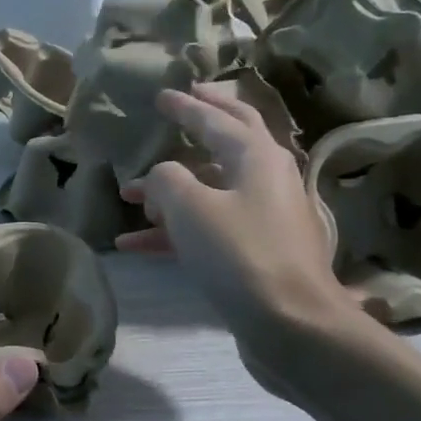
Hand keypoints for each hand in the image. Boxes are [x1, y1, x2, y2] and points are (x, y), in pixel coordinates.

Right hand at [117, 84, 351, 355]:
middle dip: (201, 122)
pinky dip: (174, 232)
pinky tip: (133, 244)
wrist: (292, 325)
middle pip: (228, 140)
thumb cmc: (240, 254)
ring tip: (128, 194)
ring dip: (169, 191)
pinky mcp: (255, 252)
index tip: (162, 95)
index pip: (217, 117)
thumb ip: (166, 179)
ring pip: (210, 190)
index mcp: (256, 156)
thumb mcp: (190, 207)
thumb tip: (161, 178)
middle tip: (179, 104)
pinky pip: (208, 229)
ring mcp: (263, 217)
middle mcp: (266, 179)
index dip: (186, 105)